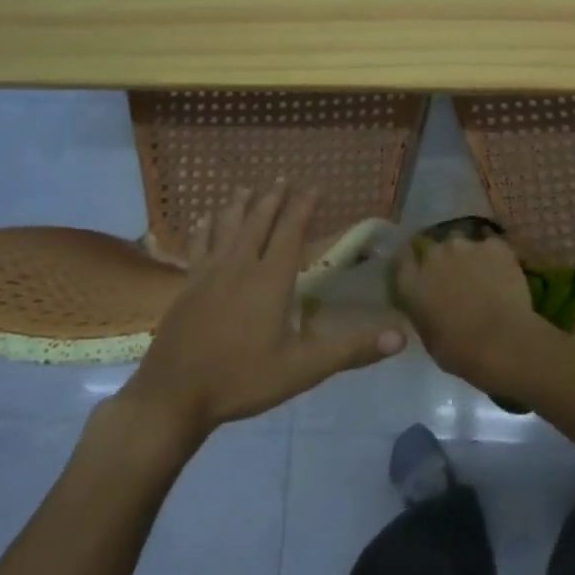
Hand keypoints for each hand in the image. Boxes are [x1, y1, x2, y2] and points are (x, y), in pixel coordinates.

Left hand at [124, 183, 404, 434]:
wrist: (173, 395)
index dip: (303, 208)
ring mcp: (207, 275)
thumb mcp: (303, 369)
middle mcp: (239, 268)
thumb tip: (401, 337)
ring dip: (238, 206)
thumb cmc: (242, 379)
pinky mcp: (186, 288)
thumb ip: (350, 350)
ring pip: (226, 229)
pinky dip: (205, 229)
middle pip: (257, 223)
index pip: (290, 234)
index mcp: (269, 281)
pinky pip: (198, 247)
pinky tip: (204, 221)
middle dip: (272, 199)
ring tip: (245, 188)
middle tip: (282, 178)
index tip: (314, 186)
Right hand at [394, 232, 544, 390]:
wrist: (502, 343)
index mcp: (411, 282)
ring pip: (463, 245)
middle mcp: (433, 256)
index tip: (422, 274)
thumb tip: (431, 305)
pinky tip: (503, 275)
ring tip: (482, 276)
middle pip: (434, 249)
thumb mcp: (428, 336)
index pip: (404, 260)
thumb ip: (424, 311)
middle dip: (443, 261)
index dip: (414, 265)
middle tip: (456, 280)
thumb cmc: (460, 351)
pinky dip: (495, 258)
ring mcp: (464, 246)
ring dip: (468, 257)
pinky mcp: (494, 246)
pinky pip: (491, 247)